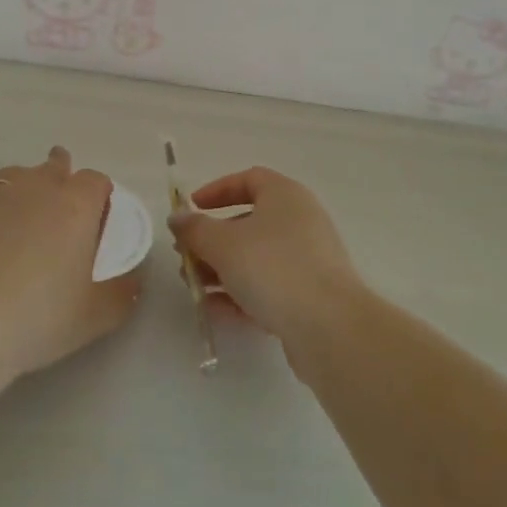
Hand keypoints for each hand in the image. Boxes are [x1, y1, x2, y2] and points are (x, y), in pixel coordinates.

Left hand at [0, 147, 141, 381]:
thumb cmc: (39, 317)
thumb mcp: (95, 316)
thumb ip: (124, 293)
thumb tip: (136, 279)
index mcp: (76, 204)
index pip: (97, 181)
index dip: (101, 197)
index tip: (99, 223)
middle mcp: (40, 187)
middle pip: (58, 165)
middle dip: (65, 179)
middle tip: (64, 215)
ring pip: (23, 174)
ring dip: (31, 187)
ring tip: (29, 219)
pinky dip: (1, 206)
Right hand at [168, 167, 366, 353]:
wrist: (329, 327)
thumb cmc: (273, 268)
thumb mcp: (223, 244)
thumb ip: (195, 229)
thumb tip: (177, 218)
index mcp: (285, 195)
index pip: (249, 179)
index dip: (217, 190)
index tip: (192, 208)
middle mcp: (301, 220)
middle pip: (249, 221)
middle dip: (213, 239)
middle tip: (187, 256)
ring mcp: (309, 259)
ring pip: (257, 257)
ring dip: (222, 269)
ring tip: (194, 287)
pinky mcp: (311, 295)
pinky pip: (269, 286)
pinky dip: (242, 292)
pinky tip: (215, 310)